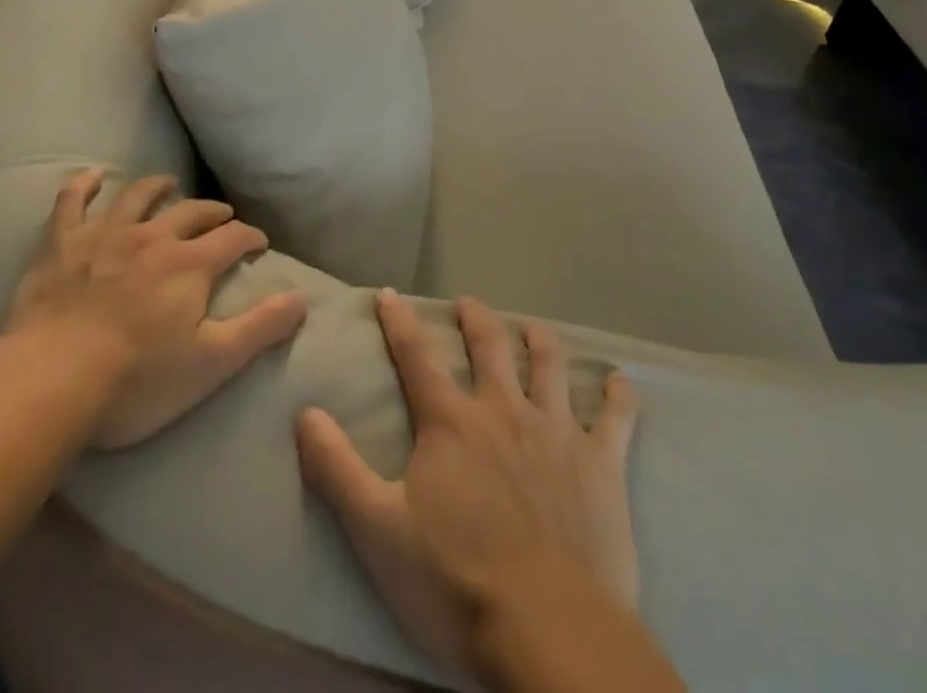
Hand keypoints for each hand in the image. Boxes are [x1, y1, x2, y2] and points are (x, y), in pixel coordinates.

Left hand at [2, 170, 307, 448]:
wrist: (50, 380)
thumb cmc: (136, 380)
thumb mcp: (211, 363)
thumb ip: (260, 328)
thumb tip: (302, 298)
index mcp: (191, 264)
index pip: (233, 238)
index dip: (250, 237)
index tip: (258, 243)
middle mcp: (154, 236)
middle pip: (192, 212)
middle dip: (212, 213)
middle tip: (223, 217)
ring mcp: (105, 234)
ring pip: (138, 196)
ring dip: (158, 187)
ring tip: (170, 185)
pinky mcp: (62, 243)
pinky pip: (72, 201)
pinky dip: (83, 185)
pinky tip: (92, 176)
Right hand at [295, 292, 640, 672]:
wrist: (548, 632)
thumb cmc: (455, 583)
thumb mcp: (377, 531)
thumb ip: (337, 469)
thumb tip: (305, 412)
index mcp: (451, 422)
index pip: (416, 356)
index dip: (399, 321)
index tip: (390, 295)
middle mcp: (503, 410)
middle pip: (488, 345)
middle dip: (475, 318)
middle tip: (467, 303)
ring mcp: (556, 432)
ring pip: (550, 365)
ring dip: (540, 340)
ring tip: (533, 327)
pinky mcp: (601, 464)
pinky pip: (616, 418)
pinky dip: (619, 396)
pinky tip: (622, 382)